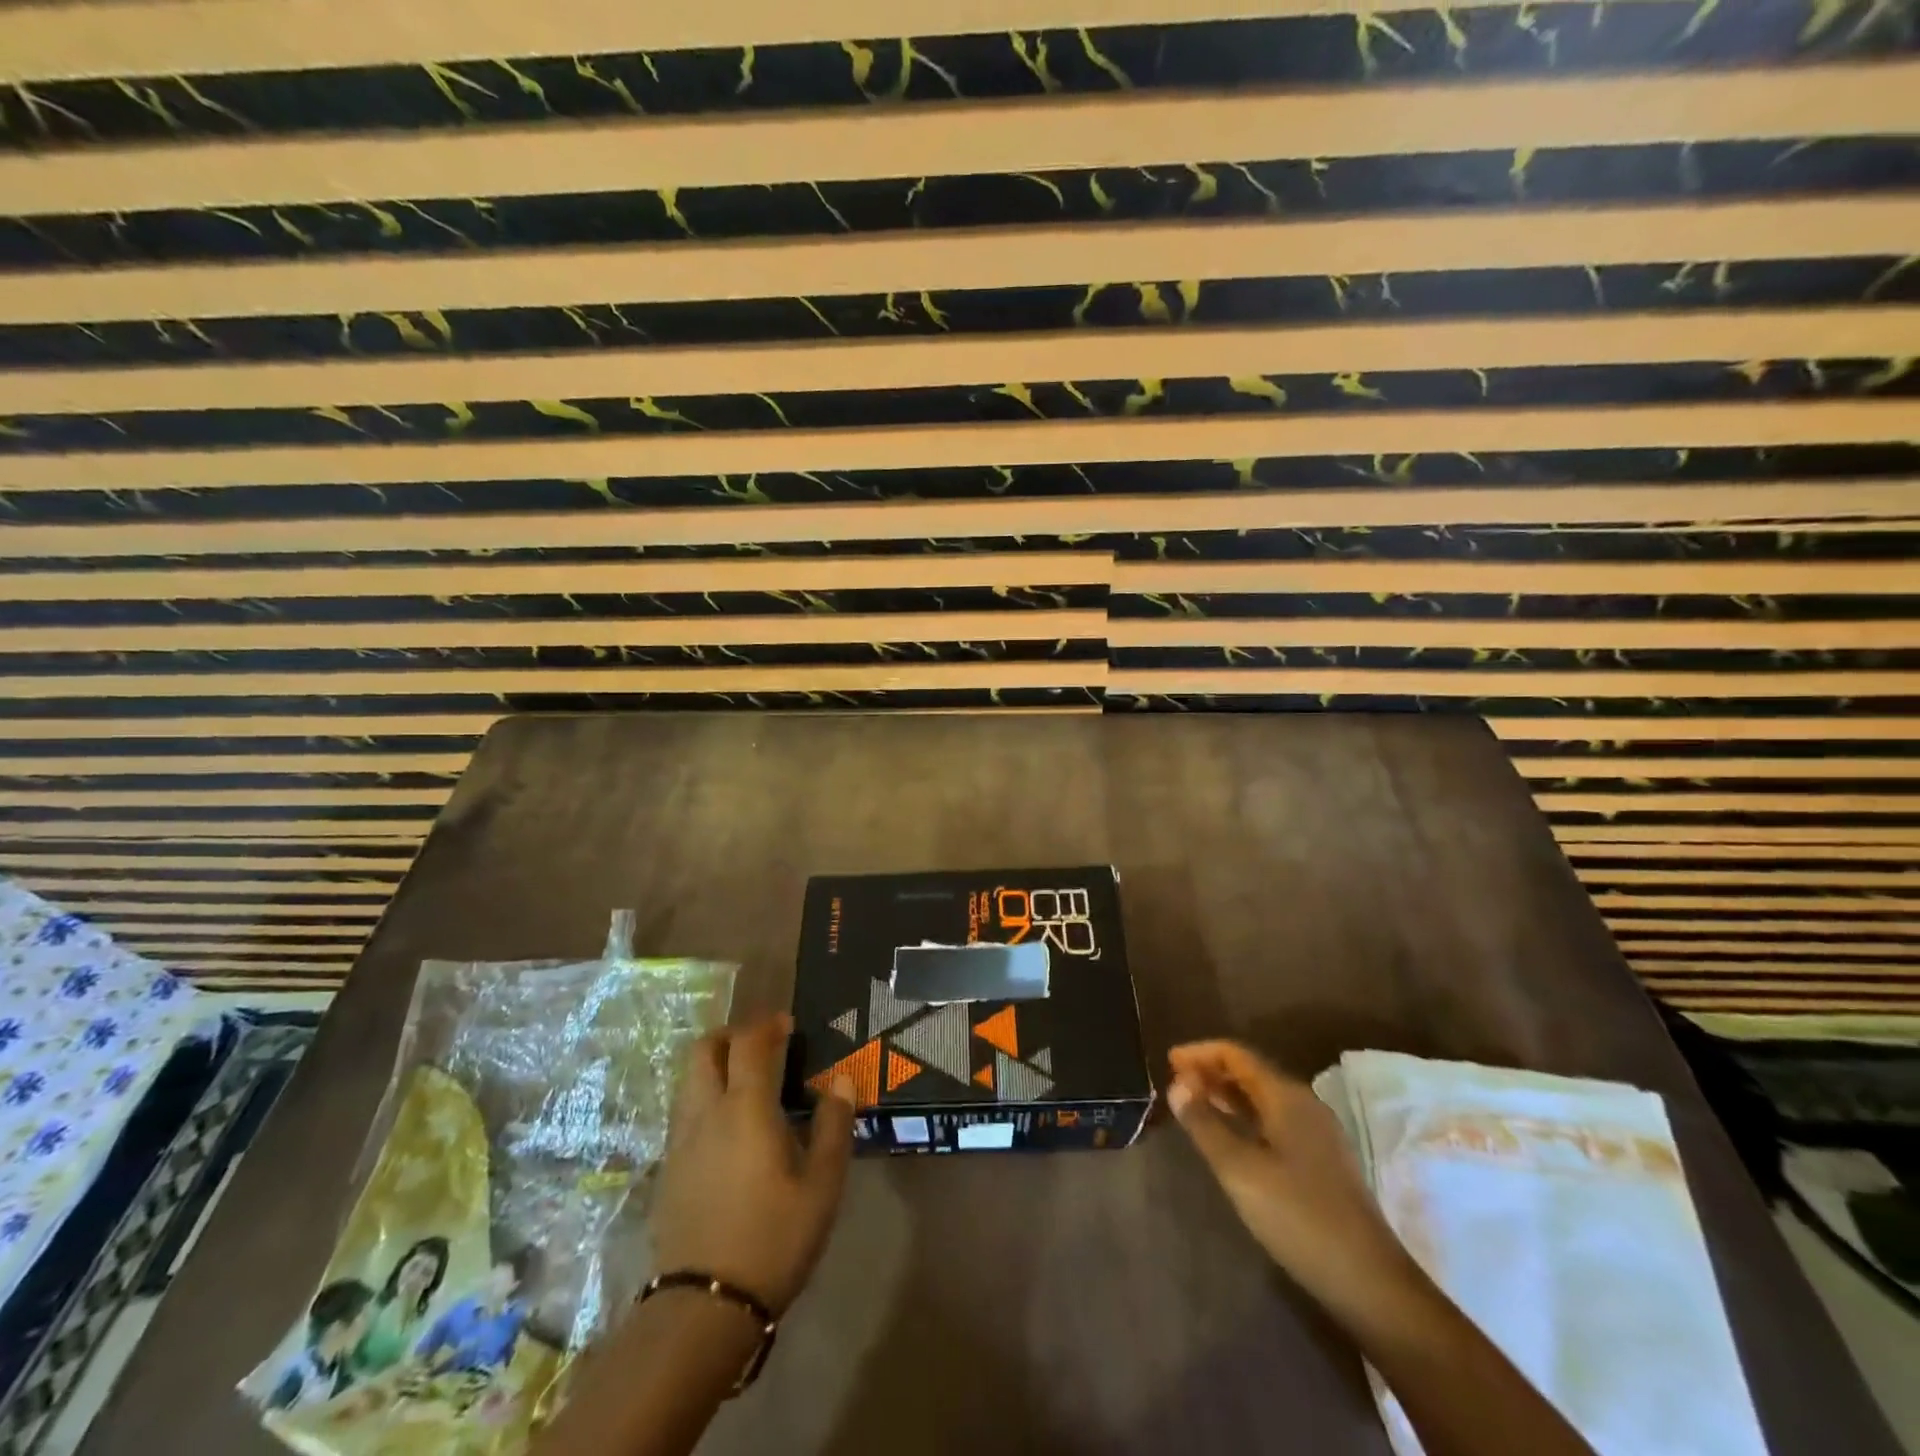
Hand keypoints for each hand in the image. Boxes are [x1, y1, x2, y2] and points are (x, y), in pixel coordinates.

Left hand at [650, 1013, 853, 1315]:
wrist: (703, 1307)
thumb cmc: (773, 1239)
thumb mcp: (821, 1186)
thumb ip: (833, 1126)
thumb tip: (841, 1080)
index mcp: (745, 1108)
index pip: (749, 1043)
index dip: (767, 1024)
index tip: (788, 1024)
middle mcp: (706, 1112)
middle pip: (705, 1050)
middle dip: (732, 1035)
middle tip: (762, 1044)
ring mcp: (680, 1140)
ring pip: (689, 1079)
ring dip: (715, 1063)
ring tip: (746, 1080)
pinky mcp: (668, 1167)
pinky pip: (684, 1109)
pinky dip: (704, 1095)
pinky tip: (727, 1124)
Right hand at [1167, 1041, 1426, 1326]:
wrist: (1370, 1282)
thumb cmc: (1299, 1217)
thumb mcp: (1240, 1171)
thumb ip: (1205, 1124)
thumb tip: (1176, 1084)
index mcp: (1287, 1097)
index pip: (1236, 1055)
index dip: (1200, 1053)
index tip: (1169, 1061)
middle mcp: (1304, 1104)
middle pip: (1251, 1072)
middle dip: (1212, 1071)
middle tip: (1176, 1082)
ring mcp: (1317, 1133)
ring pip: (1263, 1097)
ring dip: (1227, 1094)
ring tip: (1195, 1104)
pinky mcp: (1322, 1160)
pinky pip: (1274, 1119)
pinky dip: (1245, 1116)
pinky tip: (1231, 1136)